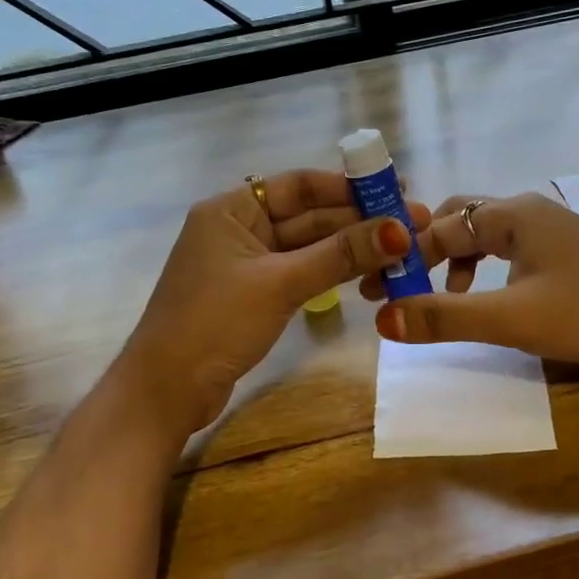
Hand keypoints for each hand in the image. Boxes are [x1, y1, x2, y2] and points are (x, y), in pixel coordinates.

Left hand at [120, 170, 429, 432]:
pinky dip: (332, 272)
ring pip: (308, 247)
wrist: (165, 392)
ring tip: (402, 249)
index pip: (299, 185)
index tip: (395, 189)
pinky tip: (369, 273)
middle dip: (358, 220)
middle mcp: (239, 229)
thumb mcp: (280, 284)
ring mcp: (247, 264)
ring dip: (350, 248)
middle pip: (308, 216)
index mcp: (231, 210)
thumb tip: (399, 230)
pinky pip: (301, 272)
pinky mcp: (255, 295)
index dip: (349, 187)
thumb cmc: (214, 324)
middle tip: (412, 223)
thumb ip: (339, 255)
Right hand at [364, 191, 578, 383]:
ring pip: (485, 234)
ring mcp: (551, 230)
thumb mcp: (511, 318)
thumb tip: (383, 320)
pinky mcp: (565, 252)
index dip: (405, 258)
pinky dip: (484, 269)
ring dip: (455, 260)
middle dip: (427, 251)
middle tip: (401, 284)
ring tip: (440, 296)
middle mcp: (528, 210)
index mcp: (513, 214)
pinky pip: (509, 249)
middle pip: (460, 219)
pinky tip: (488, 298)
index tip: (376, 290)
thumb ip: (445, 317)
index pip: (440, 227)